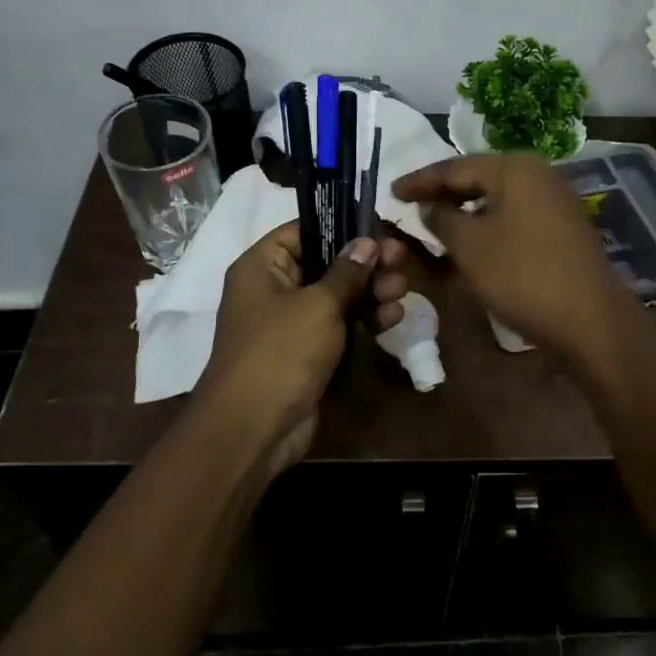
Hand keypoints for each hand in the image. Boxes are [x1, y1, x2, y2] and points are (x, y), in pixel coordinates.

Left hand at [193, 223, 408, 477]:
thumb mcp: (319, 305)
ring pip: (338, 296)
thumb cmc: (281, 352)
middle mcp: (274, 289)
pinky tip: (393, 317)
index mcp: (262, 266)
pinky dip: (364, 320)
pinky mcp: (308, 353)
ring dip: (371, 292)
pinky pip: (340, 326)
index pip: (304, 231)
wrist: (254, 430)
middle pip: (326, 263)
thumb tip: (367, 242)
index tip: (380, 227)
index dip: (342, 226)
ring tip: (402, 289)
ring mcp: (292, 324)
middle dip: (366, 263)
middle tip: (402, 259)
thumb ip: (347, 271)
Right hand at [393, 153, 630, 362]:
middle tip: (408, 206)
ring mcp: (554, 202)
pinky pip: (512, 219)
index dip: (420, 180)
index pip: (455, 167)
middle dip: (442, 194)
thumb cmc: (522, 275)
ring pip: (495, 201)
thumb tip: (429, 206)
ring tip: (432, 226)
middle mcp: (538, 175)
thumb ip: (441, 218)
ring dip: (463, 213)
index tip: (390, 191)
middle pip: (478, 179)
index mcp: (515, 167)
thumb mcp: (469, 246)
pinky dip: (486, 227)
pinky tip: (467, 244)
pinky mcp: (560, 229)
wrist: (589, 320)